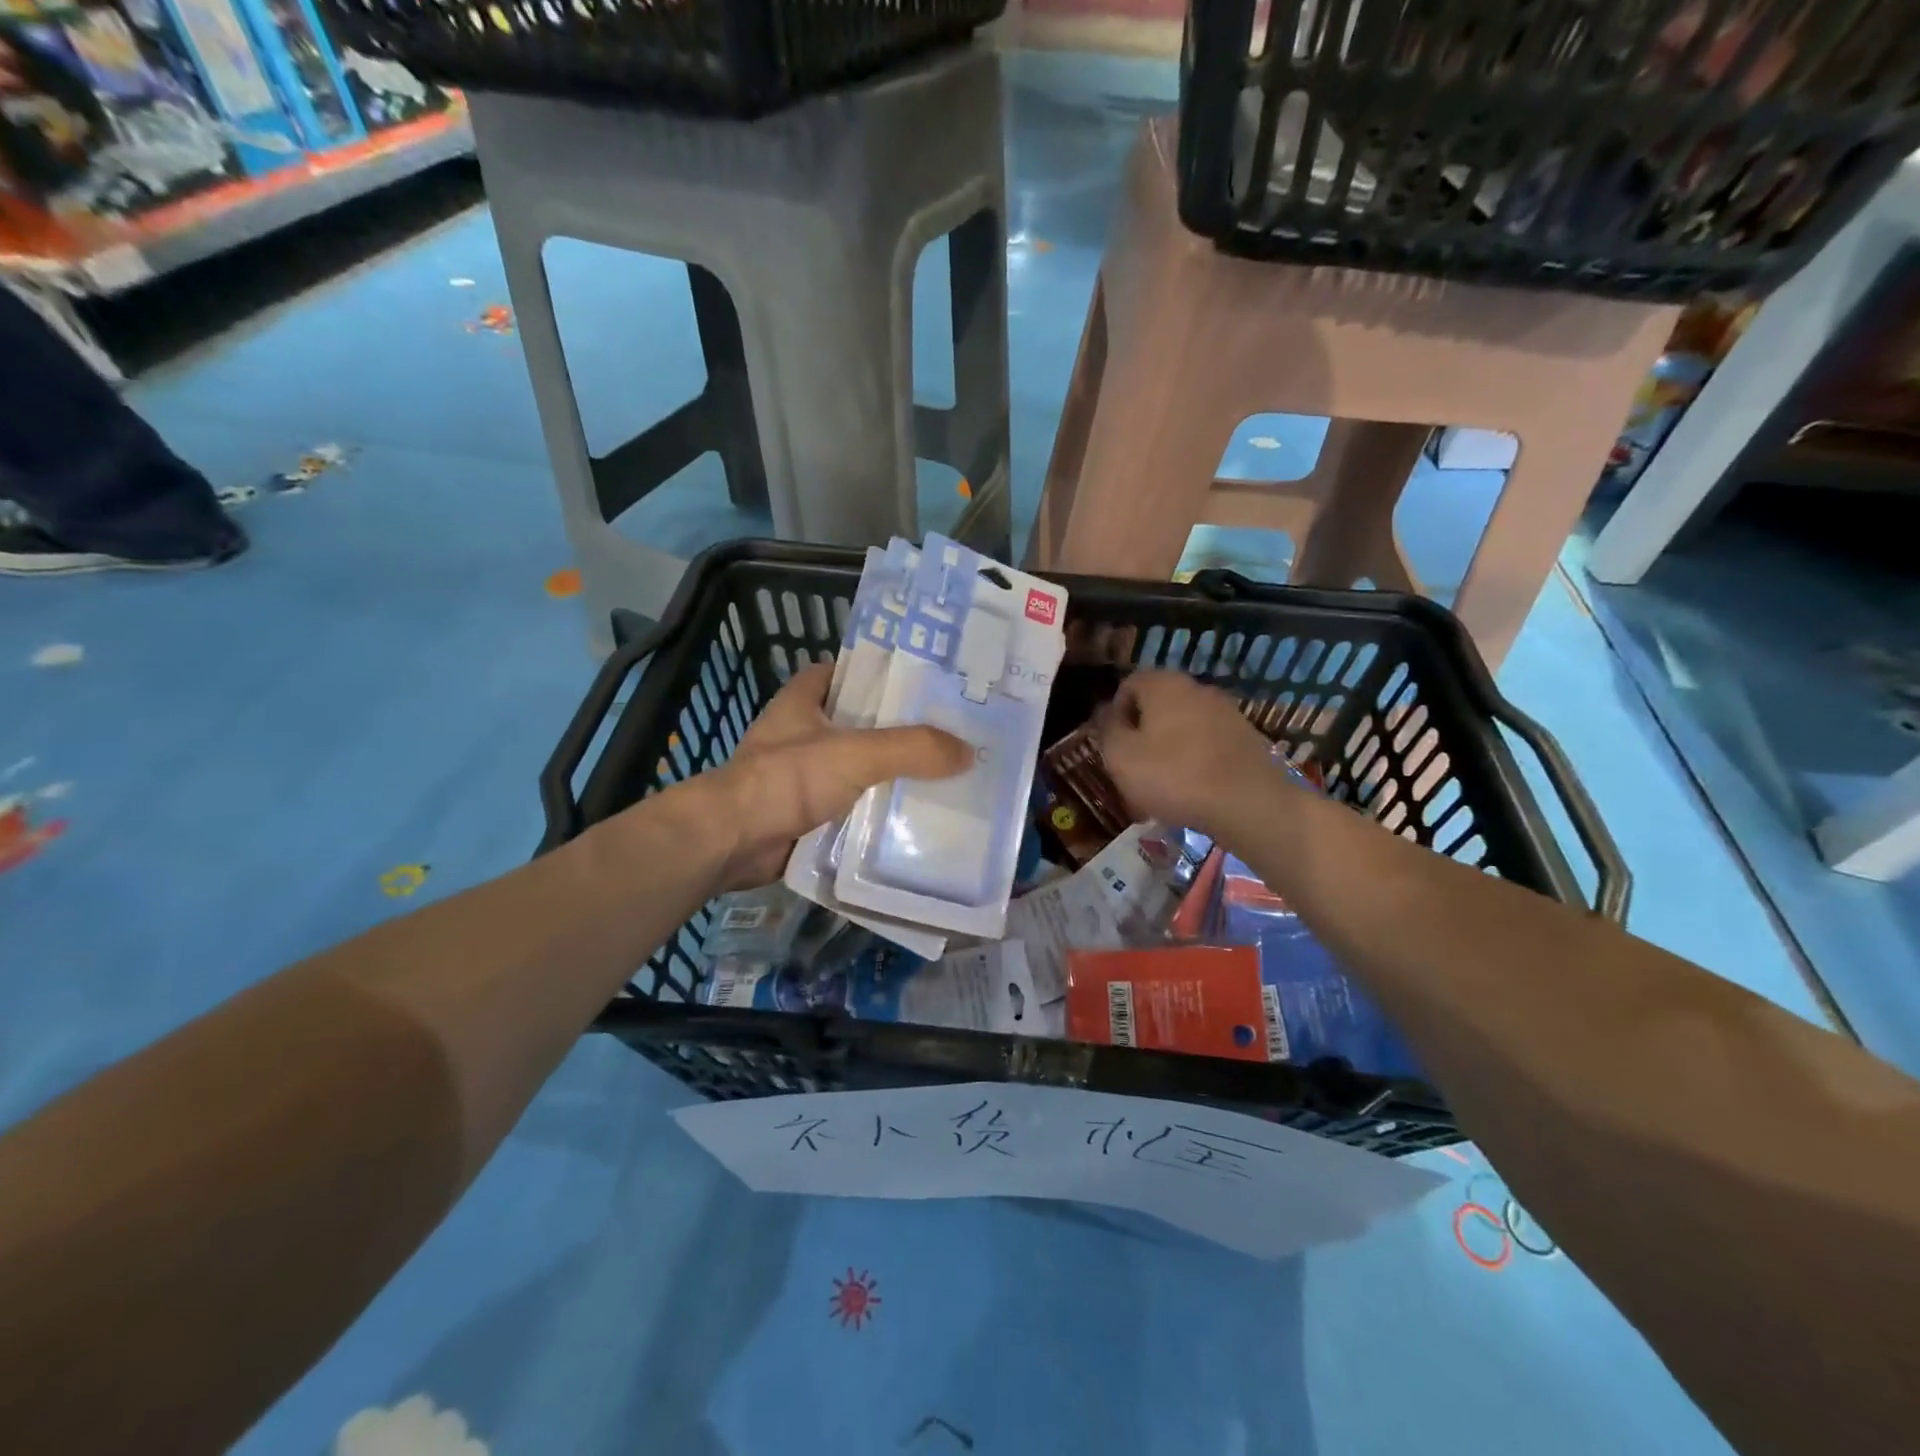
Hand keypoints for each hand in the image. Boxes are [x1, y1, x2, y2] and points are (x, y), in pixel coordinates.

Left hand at [703, 662, 972, 888]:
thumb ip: (912, 748)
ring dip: (889, 775)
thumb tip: (968, 752)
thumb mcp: (857, 753)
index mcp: (803, 702)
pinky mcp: (804, 814)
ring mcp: (801, 777)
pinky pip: (850, 807)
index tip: (920, 682)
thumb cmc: (788, 779)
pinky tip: (912, 818)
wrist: (733, 841)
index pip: (841, 673)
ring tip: (942, 776)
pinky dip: (875, 812)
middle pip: (857, 723)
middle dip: (896, 729)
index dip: (876, 673)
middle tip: (947, 733)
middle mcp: (801, 735)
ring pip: (856, 768)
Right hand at [1093, 670, 1286, 837]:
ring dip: (1170, 746)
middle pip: (1158, 704)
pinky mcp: (1247, 737)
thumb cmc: (1174, 776)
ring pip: (1184, 724)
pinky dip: (1196, 759)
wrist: (1249, 804)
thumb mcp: (1121, 757)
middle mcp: (1197, 688)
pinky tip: (1194, 789)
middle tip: (1135, 766)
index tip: (1113, 745)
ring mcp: (1227, 711)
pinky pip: (1209, 743)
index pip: (1128, 684)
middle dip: (1143, 731)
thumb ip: (1108, 730)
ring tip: (1164, 783)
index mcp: (1164, 684)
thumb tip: (1106, 714)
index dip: (1115, 713)